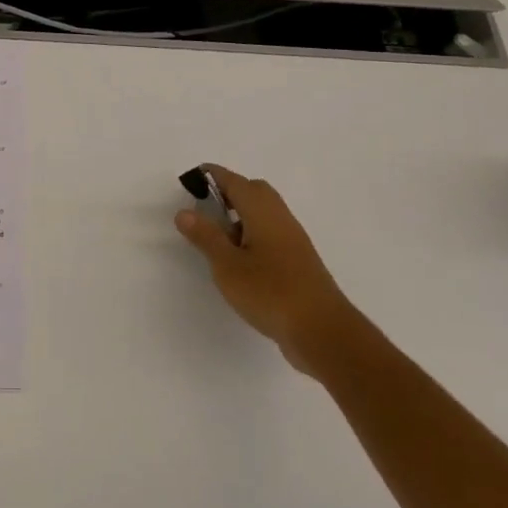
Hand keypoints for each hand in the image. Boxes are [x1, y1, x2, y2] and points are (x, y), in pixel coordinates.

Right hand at [173, 165, 352, 376]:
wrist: (322, 331)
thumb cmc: (270, 292)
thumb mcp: (228, 265)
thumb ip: (206, 237)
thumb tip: (185, 212)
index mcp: (263, 212)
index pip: (235, 182)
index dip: (213, 176)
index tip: (191, 179)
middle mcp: (281, 219)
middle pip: (254, 192)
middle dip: (229, 193)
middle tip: (204, 208)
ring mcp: (293, 241)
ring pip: (264, 214)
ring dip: (240, 217)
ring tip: (217, 238)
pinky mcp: (298, 262)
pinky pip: (271, 234)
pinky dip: (252, 236)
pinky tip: (240, 261)